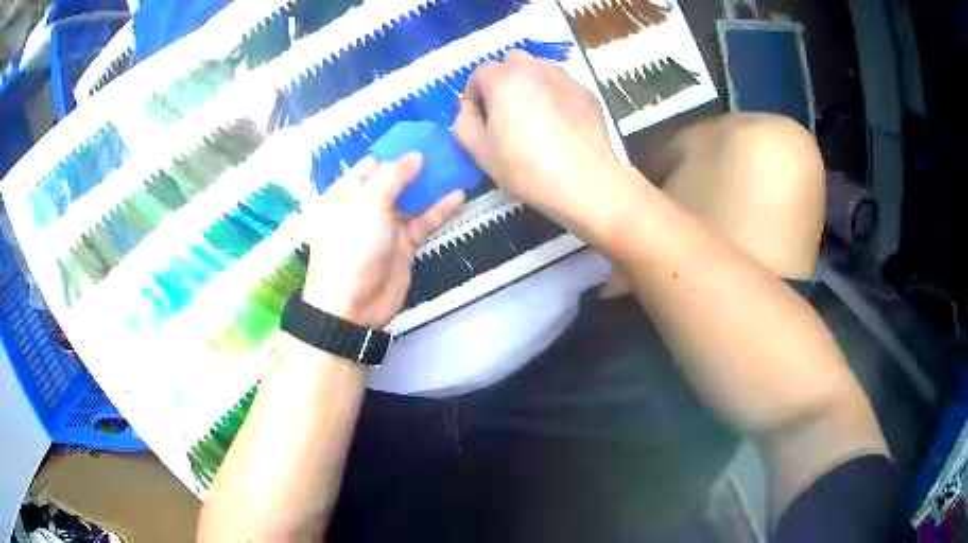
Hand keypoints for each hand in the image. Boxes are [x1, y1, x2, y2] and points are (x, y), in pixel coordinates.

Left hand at [302, 154, 464, 328]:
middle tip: (445, 148)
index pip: (369, 165)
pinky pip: (423, 221)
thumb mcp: (367, 203)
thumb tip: (415, 156)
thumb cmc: (352, 246)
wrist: (354, 305)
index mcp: (344, 194)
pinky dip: (440, 209)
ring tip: (456, 164)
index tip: (420, 137)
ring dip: (431, 185)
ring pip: (411, 199)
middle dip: (416, 165)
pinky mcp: (403, 245)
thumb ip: (392, 175)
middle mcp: (363, 207)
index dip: (393, 151)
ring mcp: (384, 227)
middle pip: (392, 180)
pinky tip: (459, 193)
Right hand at [454, 51, 631, 231]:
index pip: (479, 73)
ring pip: (539, 69)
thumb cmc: (526, 168)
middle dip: (503, 80)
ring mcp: (565, 78)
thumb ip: (463, 122)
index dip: (474, 95)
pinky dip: (554, 95)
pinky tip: (558, 124)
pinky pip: (562, 85)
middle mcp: (534, 69)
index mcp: (504, 79)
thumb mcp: (479, 151)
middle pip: (511, 62)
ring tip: (533, 115)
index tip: (479, 118)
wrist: (585, 182)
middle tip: (505, 111)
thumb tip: (470, 110)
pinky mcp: (586, 93)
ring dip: (529, 84)